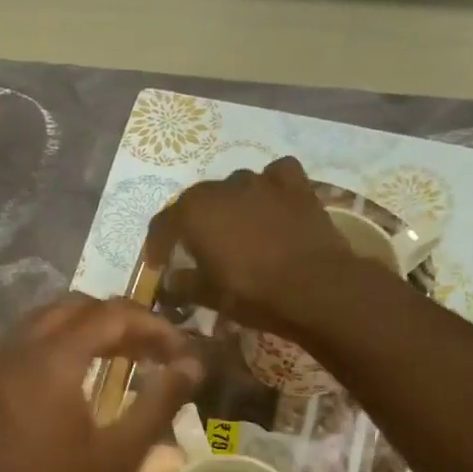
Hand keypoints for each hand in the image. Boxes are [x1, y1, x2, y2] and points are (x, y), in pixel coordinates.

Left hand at [0, 295, 205, 471]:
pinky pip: (28, 338)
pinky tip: (78, 373)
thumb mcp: (118, 456)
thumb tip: (193, 364)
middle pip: (78, 306)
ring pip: (48, 318)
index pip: (112, 314)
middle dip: (120, 319)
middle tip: (153, 348)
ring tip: (120, 354)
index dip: (152, 325)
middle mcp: (23, 347)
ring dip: (88, 325)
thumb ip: (158, 403)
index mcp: (55, 358)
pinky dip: (60, 339)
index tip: (180, 350)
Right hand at [153, 157, 374, 335]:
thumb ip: (182, 284)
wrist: (315, 287)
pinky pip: (276, 175)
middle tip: (198, 247)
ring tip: (237, 228)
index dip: (157, 244)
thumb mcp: (209, 296)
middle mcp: (223, 186)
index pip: (164, 224)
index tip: (158, 263)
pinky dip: (270, 186)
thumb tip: (169, 281)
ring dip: (231, 204)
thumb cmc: (252, 292)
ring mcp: (261, 180)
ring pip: (236, 186)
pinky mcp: (295, 184)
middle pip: (198, 201)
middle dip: (193, 223)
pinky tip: (272, 202)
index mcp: (194, 212)